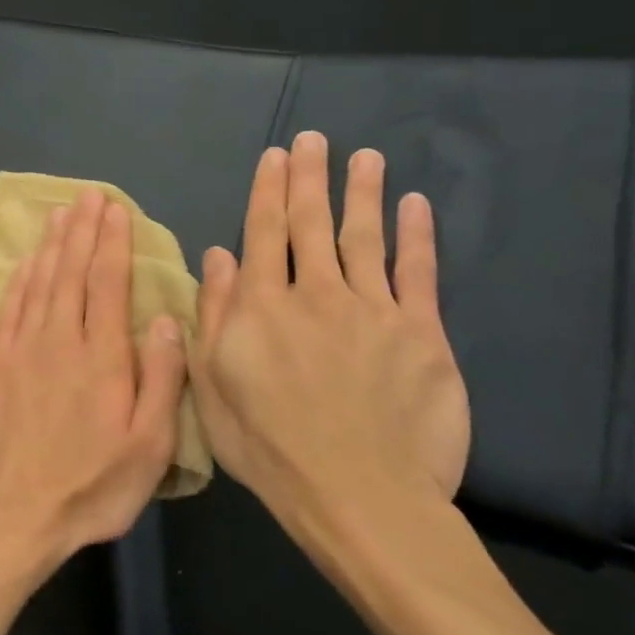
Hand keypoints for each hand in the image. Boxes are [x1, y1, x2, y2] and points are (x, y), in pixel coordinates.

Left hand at [0, 188, 187, 561]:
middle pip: (70, 272)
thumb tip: (165, 319)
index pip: (107, 283)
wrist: (17, 513)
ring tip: (59, 213)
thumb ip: (161, 378)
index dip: (112, 242)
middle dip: (82, 230)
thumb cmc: (93, 486)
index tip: (116, 210)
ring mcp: (20, 350)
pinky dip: (19, 280)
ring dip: (50, 245)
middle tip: (88, 195)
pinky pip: (8, 309)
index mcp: (102, 358)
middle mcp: (59, 341)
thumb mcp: (149, 445)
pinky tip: (26, 262)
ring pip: (38, 284)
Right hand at [190, 131, 470, 530]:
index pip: (262, 234)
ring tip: (364, 158)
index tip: (274, 157)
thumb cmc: (268, 445)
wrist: (358, 494)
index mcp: (262, 307)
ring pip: (364, 238)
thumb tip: (217, 257)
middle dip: (309, 178)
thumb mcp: (212, 385)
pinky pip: (419, 274)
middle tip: (314, 139)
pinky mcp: (423, 335)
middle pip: (310, 224)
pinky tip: (416, 207)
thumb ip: (214, 315)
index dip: (267, 192)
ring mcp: (373, 311)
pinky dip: (417, 237)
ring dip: (362, 194)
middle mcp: (316, 295)